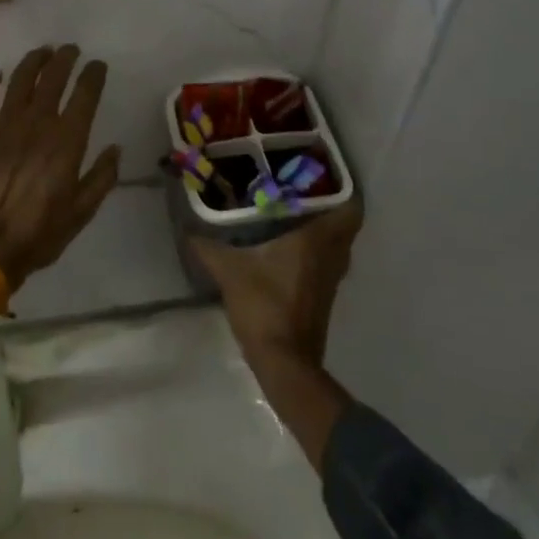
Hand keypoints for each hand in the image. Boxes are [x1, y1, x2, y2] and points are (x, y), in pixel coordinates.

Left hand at [0, 46, 121, 292]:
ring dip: (33, 61)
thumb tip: (115, 149)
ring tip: (43, 52)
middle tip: (71, 50)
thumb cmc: (38, 233)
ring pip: (20, 79)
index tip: (98, 65)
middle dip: (65, 58)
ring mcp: (5, 124)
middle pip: (53, 77)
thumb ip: (102, 177)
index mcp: (67, 140)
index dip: (93, 74)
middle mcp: (37, 122)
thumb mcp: (81, 212)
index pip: (85, 94)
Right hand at [189, 202, 363, 371]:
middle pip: (344, 226)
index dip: (343, 190)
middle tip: (301, 190)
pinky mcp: (323, 298)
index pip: (350, 210)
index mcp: (317, 241)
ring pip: (337, 246)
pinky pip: (326, 263)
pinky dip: (315, 253)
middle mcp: (331, 257)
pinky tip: (288, 248)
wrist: (285, 363)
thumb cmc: (264, 306)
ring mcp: (330, 280)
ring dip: (323, 231)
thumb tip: (188, 229)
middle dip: (328, 207)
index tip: (322, 175)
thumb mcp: (229, 272)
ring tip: (293, 214)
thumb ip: (209, 248)